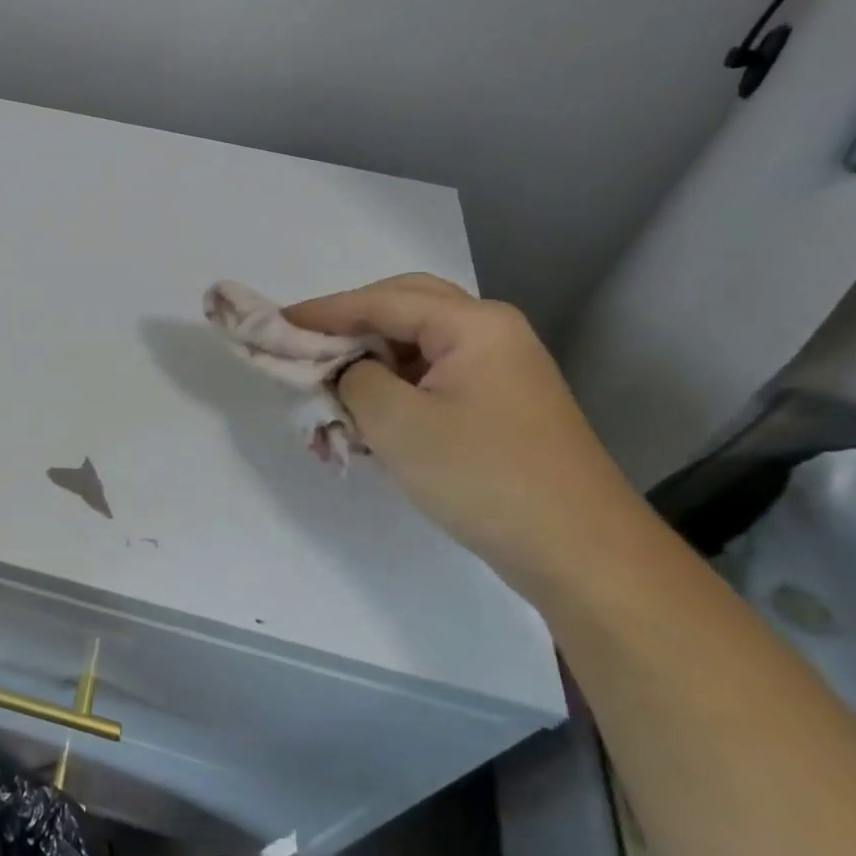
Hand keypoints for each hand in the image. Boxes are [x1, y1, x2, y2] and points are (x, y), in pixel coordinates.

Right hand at [285, 275, 642, 581]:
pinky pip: (434, 374)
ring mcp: (502, 368)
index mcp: (473, 324)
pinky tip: (372, 410)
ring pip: (418, 341)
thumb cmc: (482, 477)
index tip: (274, 322)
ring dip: (372, 355)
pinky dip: (396, 382)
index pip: (379, 301)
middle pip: (404, 306)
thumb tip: (344, 368)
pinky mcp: (501, 403)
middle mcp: (492, 332)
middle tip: (307, 343)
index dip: (322, 311)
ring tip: (332, 379)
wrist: (581, 554)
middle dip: (351, 322)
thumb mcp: (395, 423)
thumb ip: (351, 377)